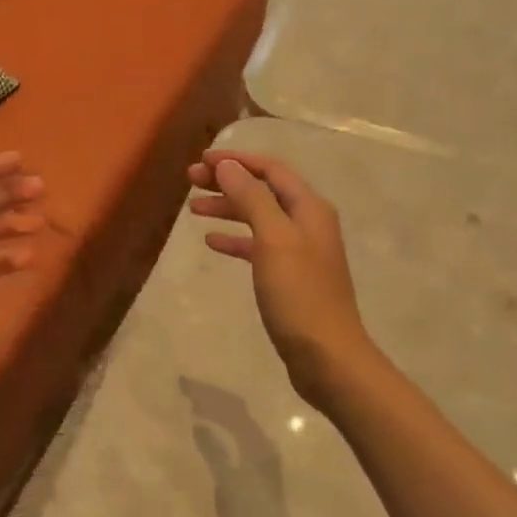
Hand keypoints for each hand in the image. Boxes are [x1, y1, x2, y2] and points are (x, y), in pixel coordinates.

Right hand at [187, 151, 374, 408]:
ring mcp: (300, 251)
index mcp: (309, 208)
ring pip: (258, 217)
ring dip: (228, 209)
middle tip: (190, 181)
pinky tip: (212, 242)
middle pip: (264, 191)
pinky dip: (236, 240)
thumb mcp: (273, 239)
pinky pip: (258, 247)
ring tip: (193, 209)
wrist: (327, 356)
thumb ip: (251, 198)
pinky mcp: (290, 277)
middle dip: (228, 182)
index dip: (237, 160)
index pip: (271, 169)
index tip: (201, 160)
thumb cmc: (299, 294)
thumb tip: (228, 165)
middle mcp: (308, 223)